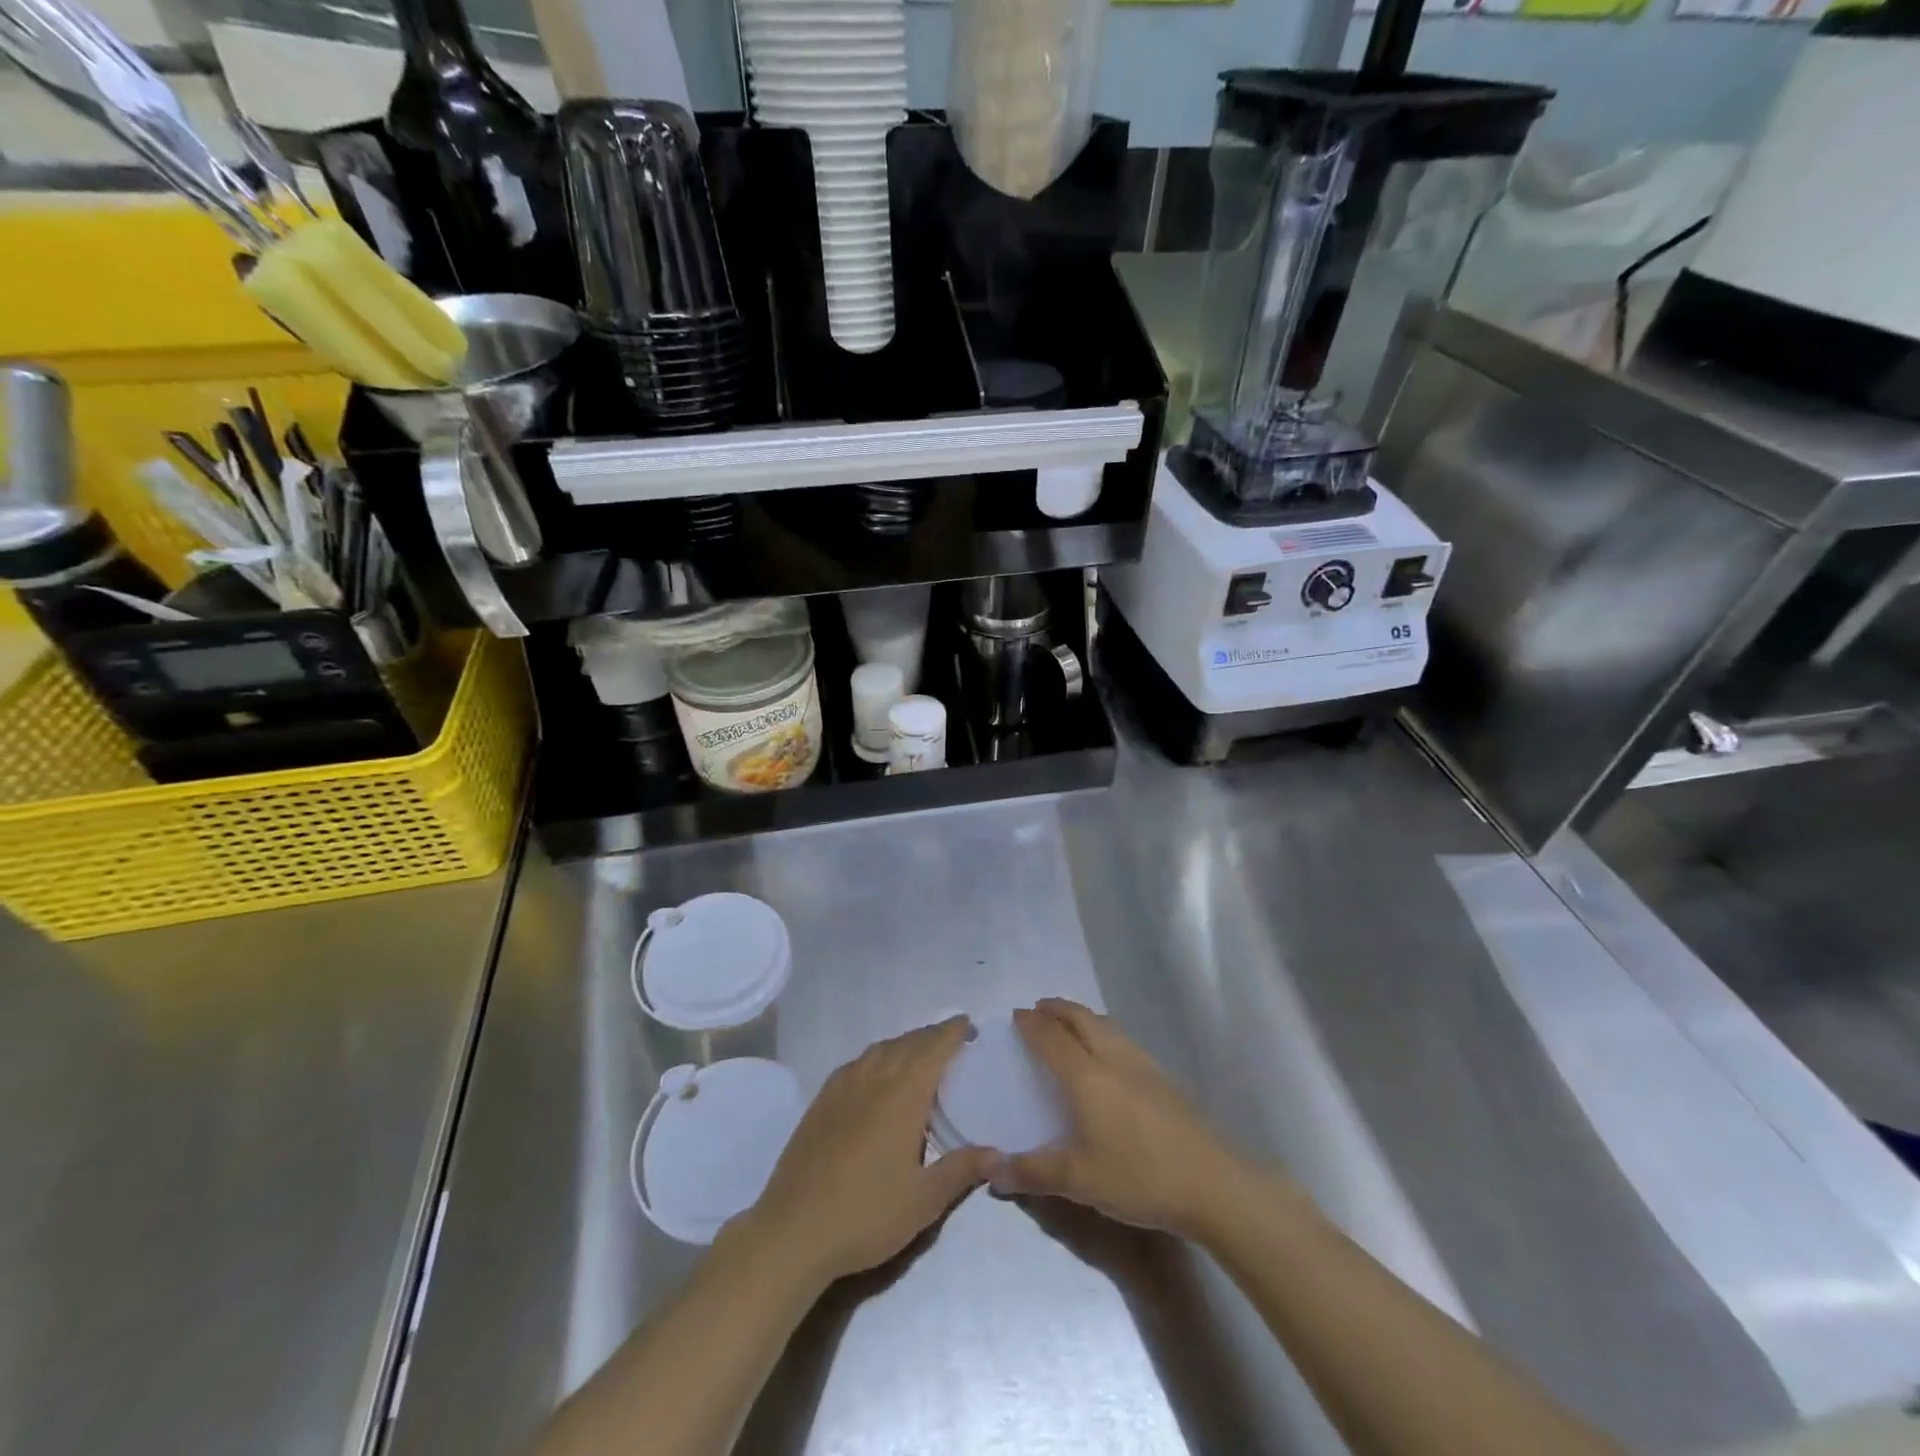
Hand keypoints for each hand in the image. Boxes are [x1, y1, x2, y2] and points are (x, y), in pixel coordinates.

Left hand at [737, 1017, 998, 1290]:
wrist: (793, 1230)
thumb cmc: (866, 1214)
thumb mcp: (924, 1200)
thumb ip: (962, 1169)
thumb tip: (998, 1152)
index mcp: (902, 1095)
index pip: (932, 1049)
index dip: (951, 1032)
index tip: (967, 1024)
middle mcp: (873, 1079)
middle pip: (906, 1044)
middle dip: (930, 1036)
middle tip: (950, 1039)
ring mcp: (842, 1088)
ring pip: (879, 1050)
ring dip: (902, 1044)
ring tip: (918, 1053)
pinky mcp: (820, 1103)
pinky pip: (855, 1064)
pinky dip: (875, 1058)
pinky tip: (875, 1075)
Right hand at [995, 998, 1244, 1236]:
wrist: (1211, 1182)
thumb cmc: (1138, 1177)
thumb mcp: (1078, 1180)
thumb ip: (1032, 1172)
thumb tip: (988, 1171)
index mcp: (1086, 1077)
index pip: (1052, 1038)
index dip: (1032, 1024)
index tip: (1016, 1015)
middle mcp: (1113, 1059)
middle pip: (1081, 1019)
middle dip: (1057, 1009)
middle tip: (1039, 1009)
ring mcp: (1143, 1064)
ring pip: (1106, 1025)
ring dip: (1082, 1016)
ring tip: (1070, 1024)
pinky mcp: (1164, 1077)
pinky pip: (1124, 1039)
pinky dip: (1104, 1032)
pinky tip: (1109, 1054)